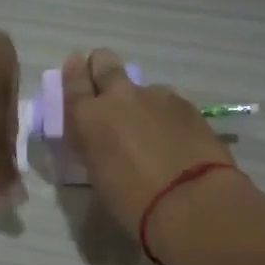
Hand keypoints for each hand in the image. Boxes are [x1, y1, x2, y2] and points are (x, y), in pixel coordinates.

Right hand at [60, 49, 235, 235]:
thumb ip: (94, 148)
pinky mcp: (186, 104)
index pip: (74, 81)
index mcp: (90, 117)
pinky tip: (174, 137)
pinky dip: (165, 114)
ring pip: (141, 87)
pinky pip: (167, 101)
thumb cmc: (133, 202)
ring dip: (140, 101)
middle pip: (105, 62)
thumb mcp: (99, 177)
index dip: (73, 73)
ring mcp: (156, 96)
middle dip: (101, 68)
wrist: (191, 201)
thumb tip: (99, 138)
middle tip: (107, 87)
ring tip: (150, 130)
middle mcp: (120, 97)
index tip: (76, 67)